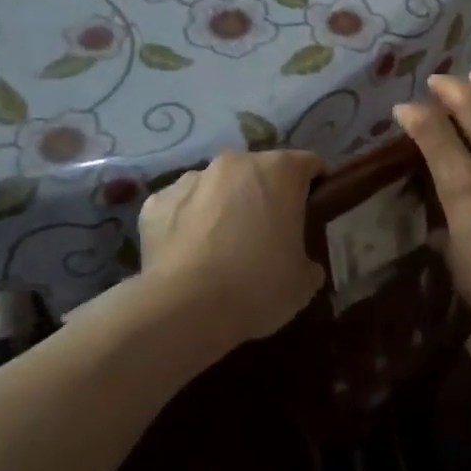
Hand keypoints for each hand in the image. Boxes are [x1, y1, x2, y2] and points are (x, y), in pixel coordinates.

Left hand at [138, 149, 325, 347]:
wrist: (186, 308)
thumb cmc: (258, 286)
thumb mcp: (303, 282)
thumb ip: (308, 262)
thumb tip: (304, 265)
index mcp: (280, 171)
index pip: (308, 165)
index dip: (314, 186)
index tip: (311, 212)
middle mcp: (235, 163)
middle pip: (258, 171)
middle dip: (264, 194)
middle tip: (266, 234)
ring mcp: (191, 178)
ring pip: (216, 186)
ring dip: (223, 205)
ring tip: (221, 246)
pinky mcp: (157, 201)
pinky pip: (180, 207)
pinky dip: (187, 222)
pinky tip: (188, 255)